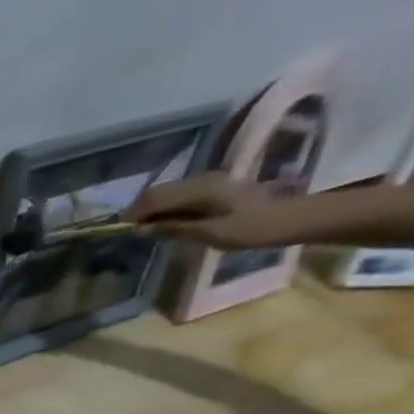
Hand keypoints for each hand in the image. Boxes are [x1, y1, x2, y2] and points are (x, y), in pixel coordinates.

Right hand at [126, 173, 299, 249]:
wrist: (292, 218)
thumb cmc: (252, 229)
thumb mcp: (210, 233)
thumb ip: (174, 228)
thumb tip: (141, 229)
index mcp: (201, 190)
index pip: (154, 197)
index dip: (134, 214)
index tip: (121, 232)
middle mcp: (202, 180)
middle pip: (158, 191)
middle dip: (140, 211)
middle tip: (130, 233)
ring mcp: (209, 182)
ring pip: (167, 192)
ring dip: (152, 209)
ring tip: (146, 230)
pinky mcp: (213, 187)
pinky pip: (179, 194)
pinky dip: (165, 207)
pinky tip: (166, 222)